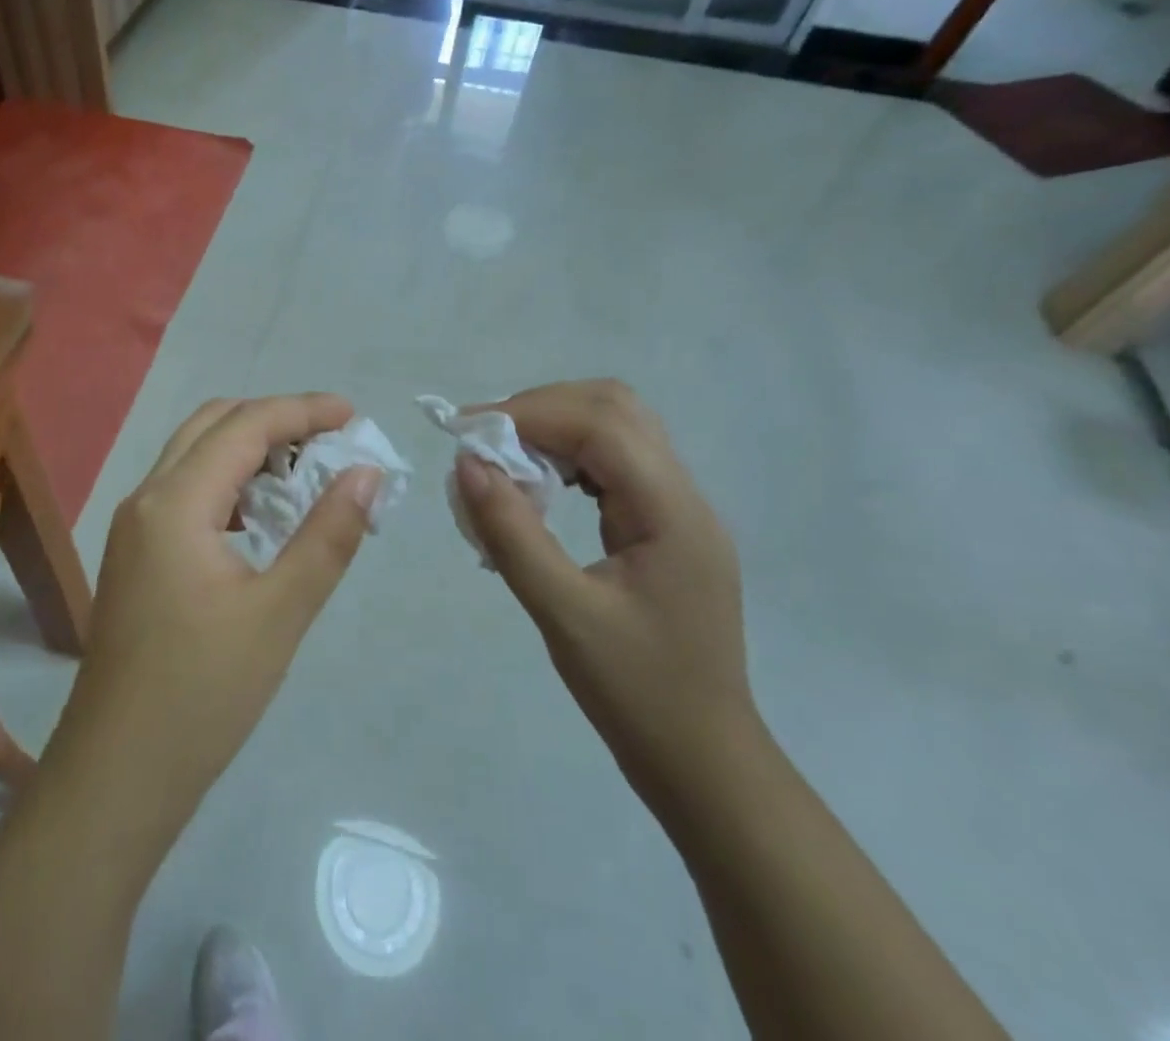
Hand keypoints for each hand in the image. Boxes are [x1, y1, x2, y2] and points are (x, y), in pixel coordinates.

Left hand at [50, 394, 382, 833]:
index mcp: (174, 502)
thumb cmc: (202, 695)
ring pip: (195, 455)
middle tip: (330, 440)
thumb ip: (327, 536)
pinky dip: (228, 482)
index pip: (245, 425)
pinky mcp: (135, 553)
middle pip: (213, 425)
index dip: (302, 410)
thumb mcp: (279, 613)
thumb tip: (366, 473)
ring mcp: (134, 525)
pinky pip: (185, 490)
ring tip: (305, 472)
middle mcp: (146, 498)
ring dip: (249, 448)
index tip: (353, 415)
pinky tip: (262, 515)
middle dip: (274, 419)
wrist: (117, 773)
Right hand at [454, 381, 756, 801]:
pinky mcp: (666, 525)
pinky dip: (570, 456)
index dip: (530, 414)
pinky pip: (616, 462)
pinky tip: (540, 486)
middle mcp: (685, 496)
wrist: (704, 761)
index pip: (601, 424)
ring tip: (506, 460)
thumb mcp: (562, 614)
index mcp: (672, 513)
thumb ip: (512, 533)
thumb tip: (466, 464)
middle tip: (486, 441)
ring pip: (618, 428)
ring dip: (556, 428)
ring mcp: (680, 509)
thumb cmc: (636, 694)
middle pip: (615, 408)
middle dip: (542, 410)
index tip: (468, 431)